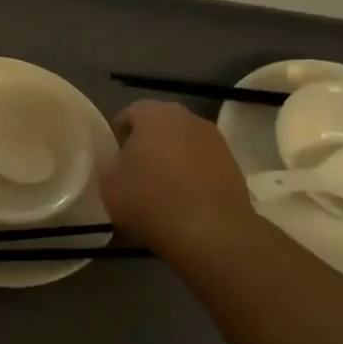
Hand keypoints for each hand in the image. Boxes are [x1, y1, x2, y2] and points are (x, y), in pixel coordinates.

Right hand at [99, 100, 253, 254]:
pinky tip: (184, 202)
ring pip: (184, 145)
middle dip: (147, 145)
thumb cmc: (149, 198)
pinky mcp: (234, 166)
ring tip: (161, 191)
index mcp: (154, 113)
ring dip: (172, 161)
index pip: (129, 113)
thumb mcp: (108, 181)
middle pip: (160, 127)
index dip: (117, 136)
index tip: (113, 160)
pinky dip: (192, 178)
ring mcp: (215, 141)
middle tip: (135, 174)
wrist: (210, 230)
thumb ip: (110, 162)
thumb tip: (118, 159)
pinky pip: (203, 166)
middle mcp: (188, 117)